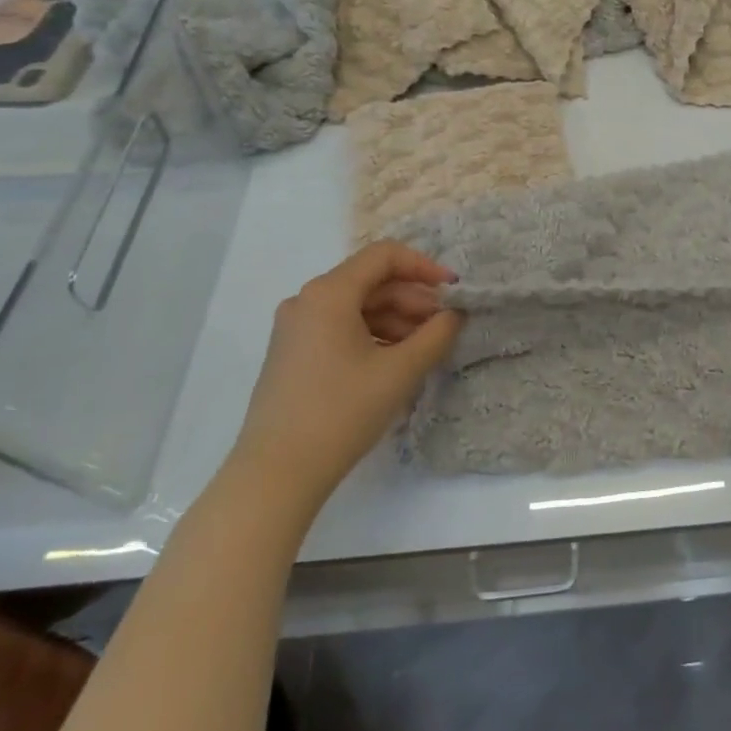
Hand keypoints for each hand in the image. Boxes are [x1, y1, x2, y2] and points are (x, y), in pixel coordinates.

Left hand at [229, 242, 462, 509]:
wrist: (276, 474)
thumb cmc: (341, 412)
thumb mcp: (400, 371)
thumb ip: (436, 335)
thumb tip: (454, 315)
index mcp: (329, 293)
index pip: (384, 256)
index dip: (424, 266)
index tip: (453, 290)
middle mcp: (307, 300)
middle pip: (370, 282)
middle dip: (412, 299)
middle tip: (444, 326)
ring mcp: (295, 328)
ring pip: (356, 307)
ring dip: (395, 319)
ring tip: (424, 348)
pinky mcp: (292, 354)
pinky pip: (340, 328)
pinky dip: (372, 335)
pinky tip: (395, 361)